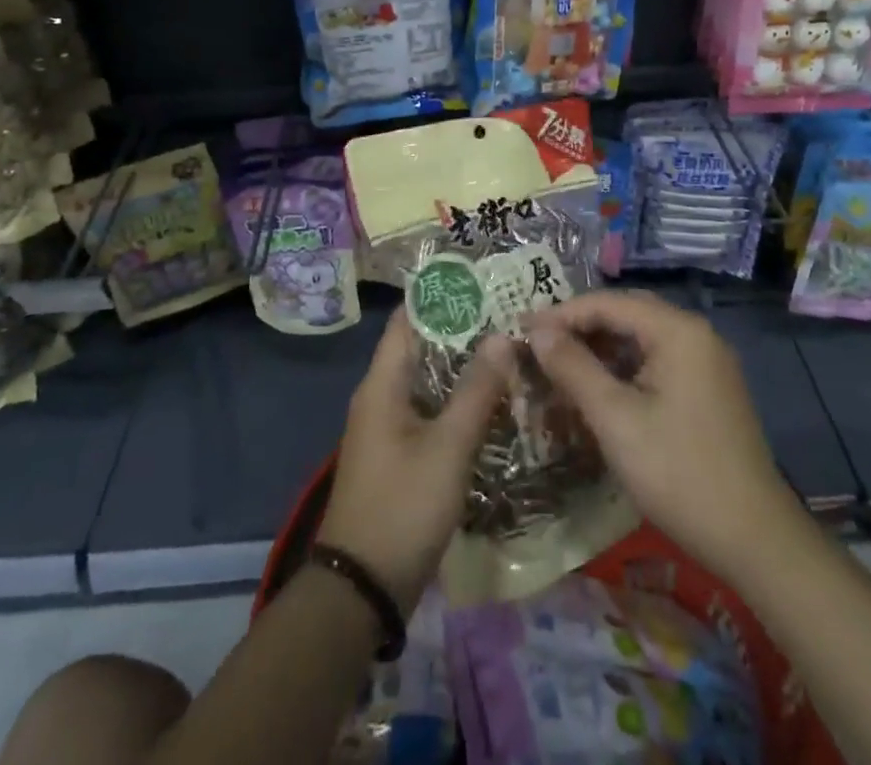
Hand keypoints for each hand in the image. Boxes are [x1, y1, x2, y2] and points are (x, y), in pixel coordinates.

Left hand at [317, 307, 511, 612]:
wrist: (362, 589)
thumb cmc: (403, 506)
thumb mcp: (447, 447)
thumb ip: (476, 390)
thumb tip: (502, 336)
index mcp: (382, 384)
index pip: (407, 319)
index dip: (440, 297)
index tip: (480, 281)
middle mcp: (380, 397)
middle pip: (421, 348)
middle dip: (461, 330)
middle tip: (508, 314)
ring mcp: (388, 427)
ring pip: (429, 381)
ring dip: (463, 366)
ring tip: (508, 350)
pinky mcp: (399, 455)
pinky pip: (430, 411)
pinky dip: (457, 400)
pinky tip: (492, 402)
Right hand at [525, 290, 803, 585]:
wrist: (755, 540)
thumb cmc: (679, 473)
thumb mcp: (615, 419)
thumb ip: (573, 368)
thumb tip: (537, 330)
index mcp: (677, 330)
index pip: (608, 302)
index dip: (561, 314)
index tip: (521, 331)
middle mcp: (695, 334)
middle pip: (625, 315)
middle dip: (579, 329)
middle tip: (537, 348)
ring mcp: (706, 362)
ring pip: (640, 339)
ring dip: (600, 350)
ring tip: (559, 369)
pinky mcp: (708, 390)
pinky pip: (656, 363)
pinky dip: (623, 370)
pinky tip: (598, 392)